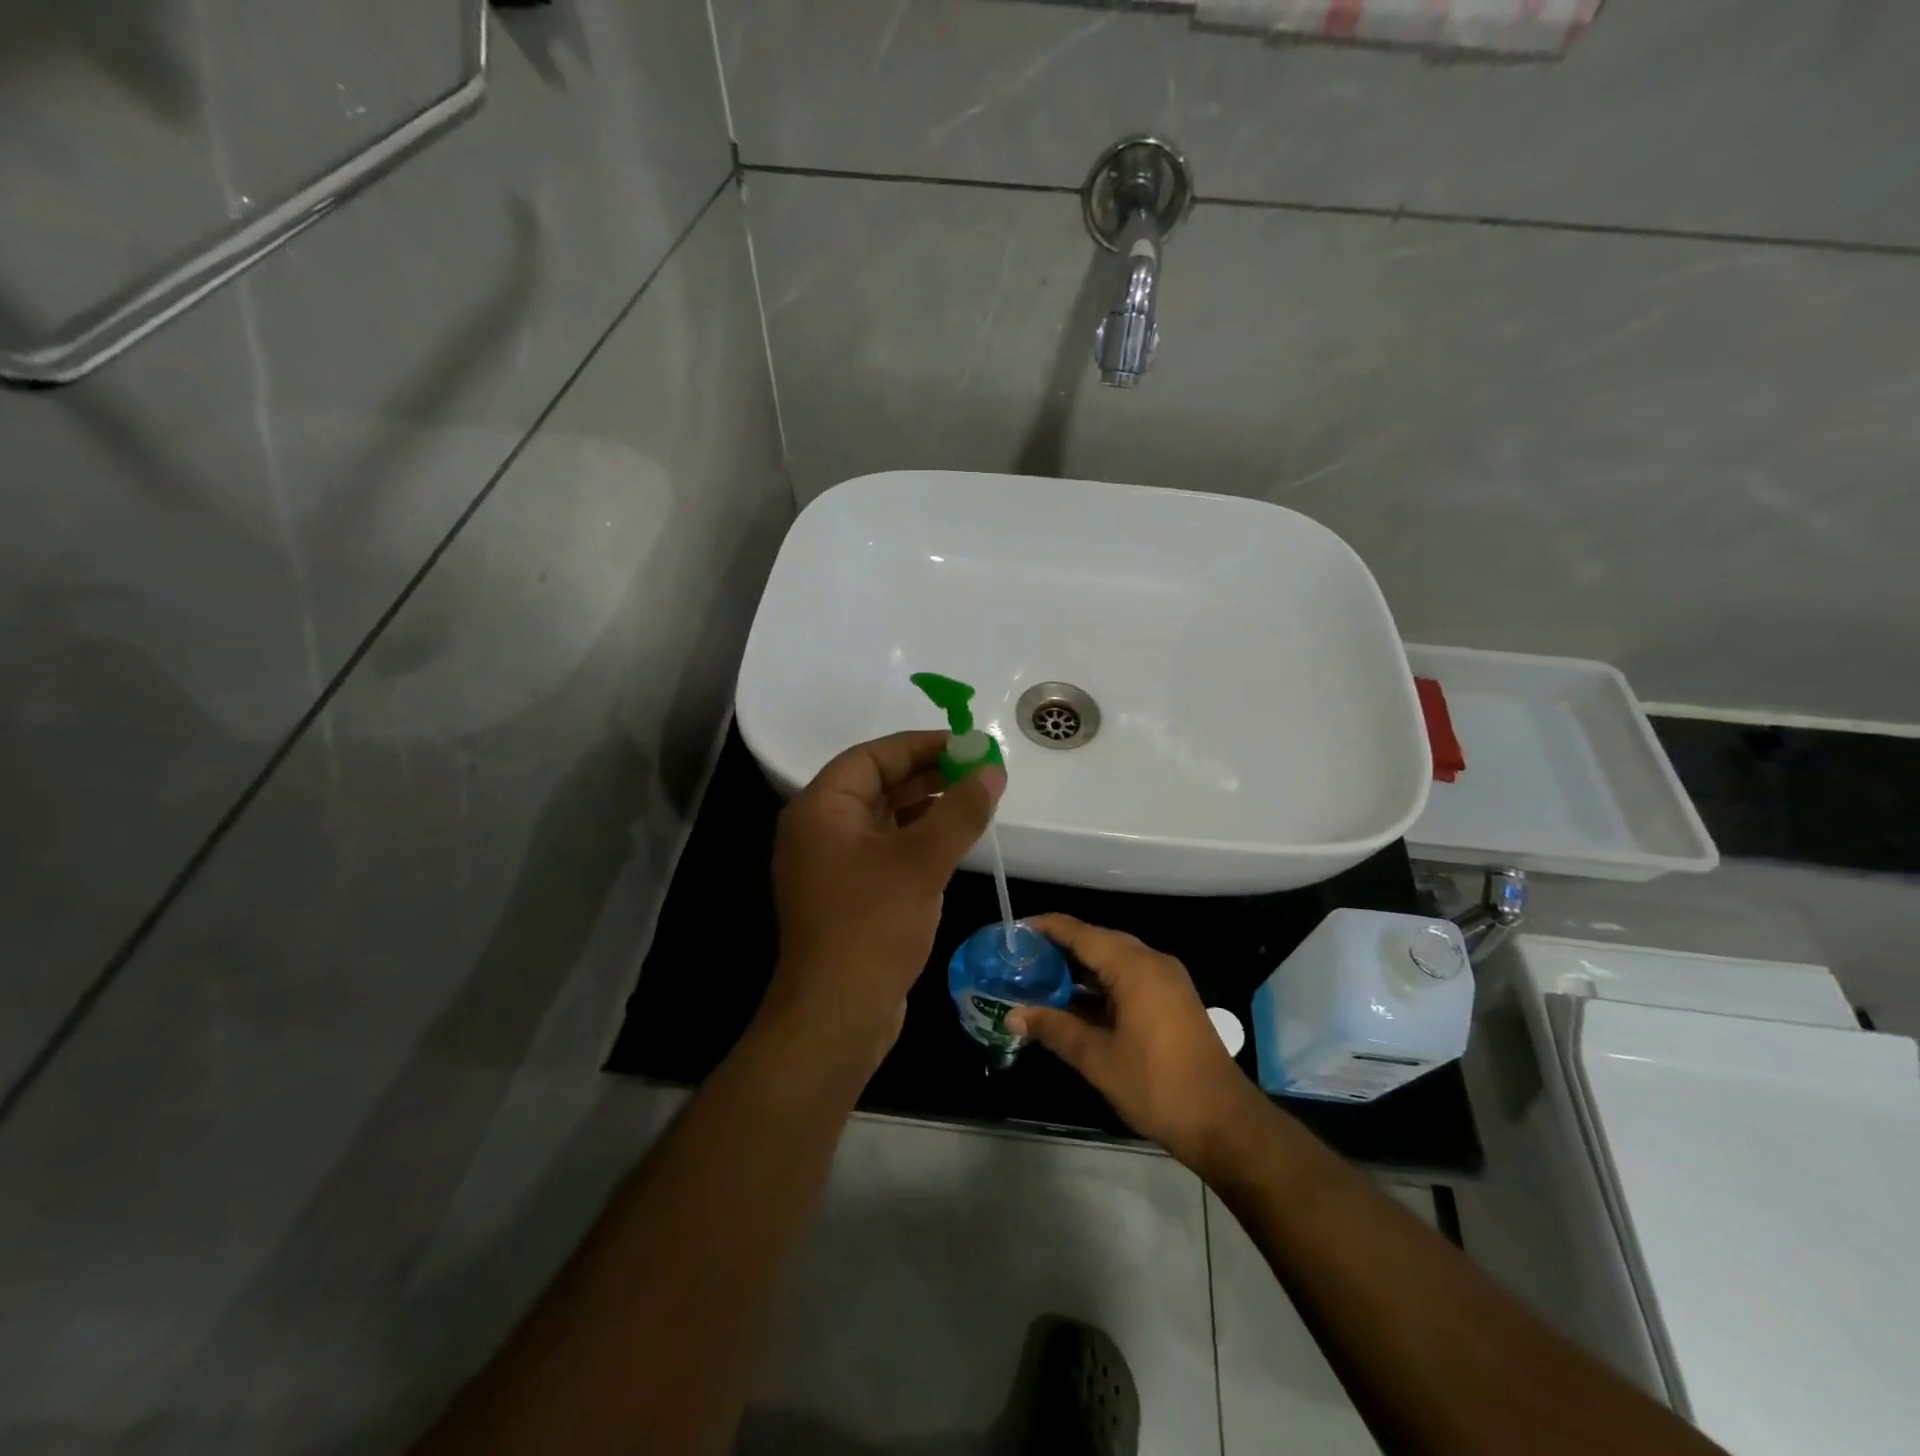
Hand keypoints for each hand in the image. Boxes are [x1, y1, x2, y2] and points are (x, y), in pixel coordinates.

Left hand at [767, 731, 1005, 1065]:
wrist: (837, 1014)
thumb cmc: (872, 925)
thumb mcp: (922, 861)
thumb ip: (960, 810)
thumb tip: (992, 770)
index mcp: (821, 808)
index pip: (872, 757)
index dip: (920, 745)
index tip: (966, 744)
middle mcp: (820, 829)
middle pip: (877, 784)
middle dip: (928, 775)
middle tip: (978, 772)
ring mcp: (832, 864)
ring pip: (884, 818)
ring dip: (926, 807)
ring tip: (974, 801)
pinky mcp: (849, 894)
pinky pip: (885, 849)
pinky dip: (917, 839)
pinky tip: (953, 841)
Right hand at [1008, 915, 1266, 1167]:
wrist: (1224, 1123)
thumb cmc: (1157, 1086)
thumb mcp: (1098, 1058)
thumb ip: (1055, 1029)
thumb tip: (1013, 1015)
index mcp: (1134, 967)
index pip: (1080, 932)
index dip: (1045, 928)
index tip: (1012, 932)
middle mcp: (1152, 963)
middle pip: (1097, 941)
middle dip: (1059, 947)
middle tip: (1021, 958)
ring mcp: (1166, 982)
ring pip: (1113, 960)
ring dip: (1079, 968)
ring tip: (1039, 978)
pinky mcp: (1171, 1001)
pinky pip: (1128, 978)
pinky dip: (1099, 985)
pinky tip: (1074, 1003)